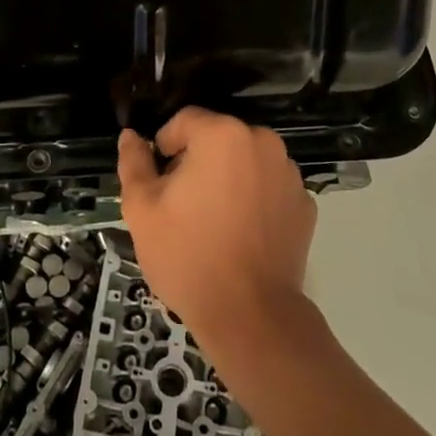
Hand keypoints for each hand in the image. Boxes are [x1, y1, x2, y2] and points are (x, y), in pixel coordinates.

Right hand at [117, 109, 315, 354]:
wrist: (250, 315)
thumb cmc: (188, 255)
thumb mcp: (141, 208)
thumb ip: (134, 163)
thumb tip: (131, 137)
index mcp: (222, 135)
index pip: (184, 120)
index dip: (164, 147)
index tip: (158, 181)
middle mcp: (262, 143)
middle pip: (218, 138)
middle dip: (197, 161)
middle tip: (181, 204)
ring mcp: (289, 174)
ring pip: (245, 162)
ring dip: (227, 178)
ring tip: (212, 222)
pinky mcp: (305, 205)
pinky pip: (268, 188)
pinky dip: (254, 200)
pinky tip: (240, 235)